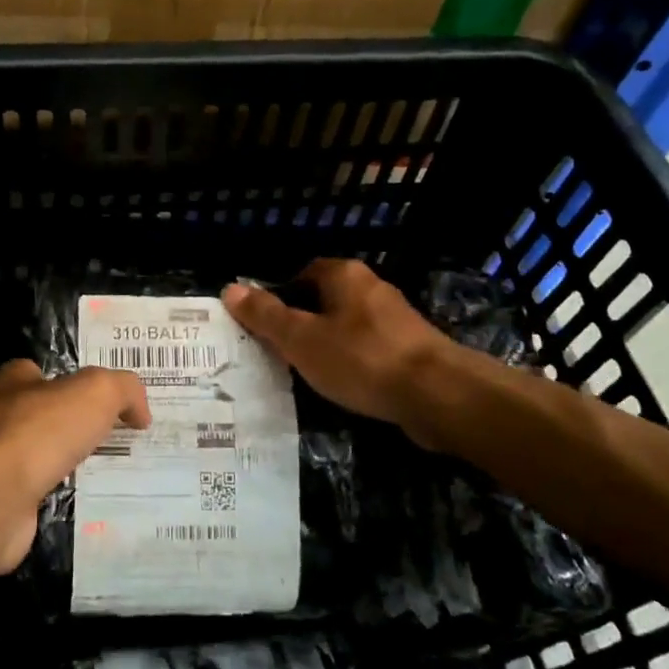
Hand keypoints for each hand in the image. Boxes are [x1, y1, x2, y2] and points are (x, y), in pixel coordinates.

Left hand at [0, 360, 149, 573]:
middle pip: (40, 417)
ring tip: (110, 475)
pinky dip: (58, 502)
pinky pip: (38, 499)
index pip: (39, 373)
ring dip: (65, 466)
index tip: (103, 401)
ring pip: (39, 460)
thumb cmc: (39, 431)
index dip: (69, 382)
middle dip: (71, 427)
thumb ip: (123, 390)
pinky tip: (87, 509)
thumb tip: (140, 412)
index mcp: (14, 383)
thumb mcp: (96, 392)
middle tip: (116, 439)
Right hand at [222, 260, 452, 442]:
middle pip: (324, 300)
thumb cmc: (362, 359)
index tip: (265, 327)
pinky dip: (352, 363)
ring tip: (306, 374)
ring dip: (328, 345)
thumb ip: (266, 316)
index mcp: (344, 275)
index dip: (280, 297)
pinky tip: (344, 387)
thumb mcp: (302, 339)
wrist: (439, 395)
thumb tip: (230, 289)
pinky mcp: (411, 350)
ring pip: (347, 326)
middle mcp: (371, 287)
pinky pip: (368, 349)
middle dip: (302, 323)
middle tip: (279, 352)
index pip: (302, 273)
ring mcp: (395, 319)